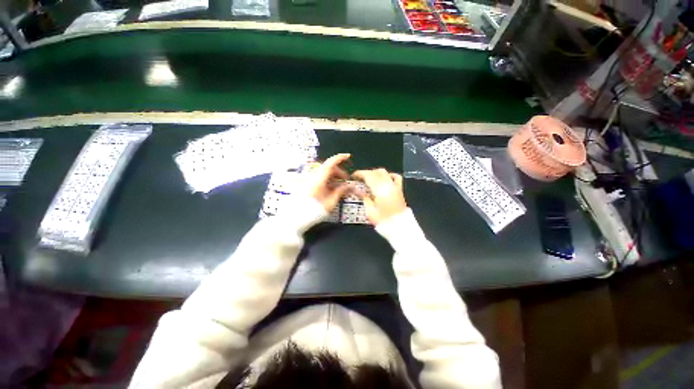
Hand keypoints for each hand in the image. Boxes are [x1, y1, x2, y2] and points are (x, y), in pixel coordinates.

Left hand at [305, 154, 351, 211]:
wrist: (297, 218)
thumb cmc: (315, 210)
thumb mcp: (331, 201)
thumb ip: (341, 191)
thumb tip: (349, 186)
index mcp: (319, 179)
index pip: (331, 163)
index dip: (340, 158)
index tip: (348, 156)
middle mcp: (313, 177)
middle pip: (328, 168)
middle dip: (339, 172)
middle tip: (346, 180)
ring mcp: (309, 180)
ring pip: (324, 173)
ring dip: (333, 177)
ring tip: (340, 186)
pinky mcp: (307, 185)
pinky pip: (319, 178)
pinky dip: (327, 181)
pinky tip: (331, 189)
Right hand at [352, 169, 406, 224]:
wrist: (399, 227)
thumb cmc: (383, 220)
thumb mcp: (370, 210)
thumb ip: (364, 198)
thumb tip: (359, 190)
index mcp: (379, 190)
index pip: (369, 175)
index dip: (360, 173)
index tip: (353, 176)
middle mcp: (388, 185)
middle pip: (376, 172)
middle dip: (366, 173)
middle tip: (359, 178)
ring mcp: (395, 186)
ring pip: (385, 173)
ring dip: (376, 173)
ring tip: (369, 179)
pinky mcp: (400, 190)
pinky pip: (396, 177)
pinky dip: (389, 175)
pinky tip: (384, 178)